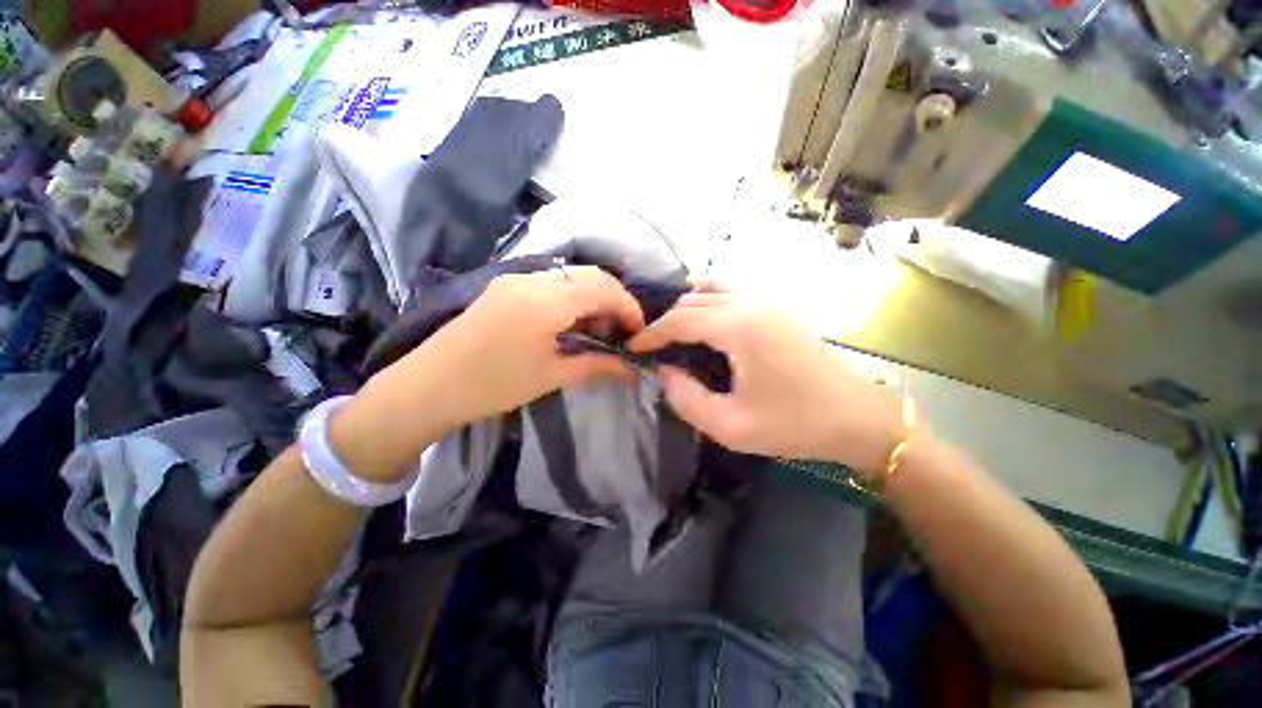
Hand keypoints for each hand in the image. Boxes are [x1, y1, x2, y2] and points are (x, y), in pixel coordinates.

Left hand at [426, 266, 644, 421]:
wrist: (427, 386)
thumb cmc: (492, 386)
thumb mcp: (551, 376)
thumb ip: (597, 365)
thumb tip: (632, 369)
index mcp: (545, 300)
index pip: (603, 288)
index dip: (629, 307)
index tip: (639, 332)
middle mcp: (533, 279)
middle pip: (591, 275)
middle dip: (615, 300)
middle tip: (621, 332)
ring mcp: (516, 278)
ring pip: (572, 276)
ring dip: (593, 297)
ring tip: (599, 330)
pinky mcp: (505, 286)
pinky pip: (552, 282)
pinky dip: (572, 297)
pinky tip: (572, 323)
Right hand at [629, 290, 904, 474]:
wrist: (857, 418)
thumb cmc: (794, 425)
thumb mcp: (729, 426)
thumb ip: (685, 398)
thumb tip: (665, 371)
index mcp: (740, 328)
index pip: (680, 319)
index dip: (651, 333)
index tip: (633, 347)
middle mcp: (752, 304)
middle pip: (693, 302)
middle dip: (665, 321)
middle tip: (651, 346)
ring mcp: (768, 301)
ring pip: (712, 291)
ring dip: (686, 308)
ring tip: (671, 332)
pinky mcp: (778, 308)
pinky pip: (733, 292)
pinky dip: (709, 298)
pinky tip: (703, 315)